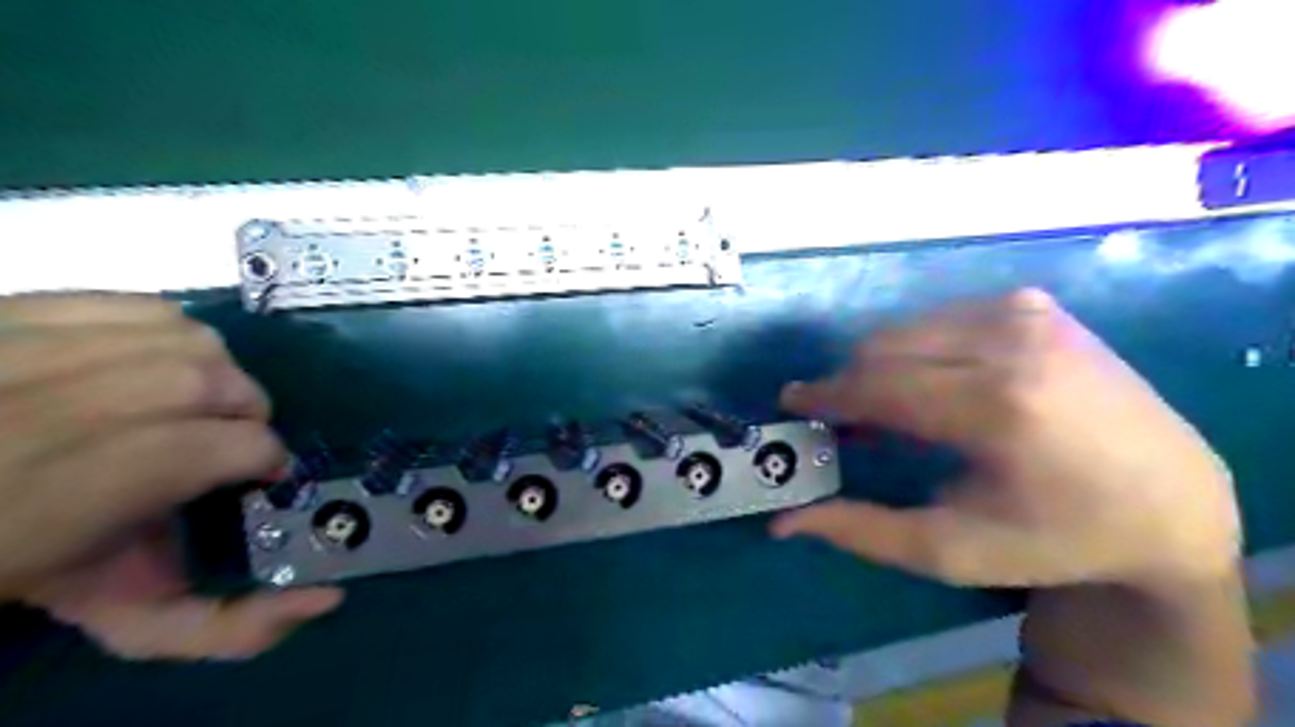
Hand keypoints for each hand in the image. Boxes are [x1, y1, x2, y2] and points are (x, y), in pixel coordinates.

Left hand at [0, 294, 342, 659]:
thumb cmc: (34, 569)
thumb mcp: (121, 618)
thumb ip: (227, 628)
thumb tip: (325, 600)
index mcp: (50, 510)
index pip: (213, 448)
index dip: (259, 456)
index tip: (259, 475)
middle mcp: (27, 419)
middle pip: (205, 382)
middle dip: (244, 411)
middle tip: (231, 440)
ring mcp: (13, 354)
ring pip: (184, 337)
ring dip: (217, 371)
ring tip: (201, 403)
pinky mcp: (12, 312)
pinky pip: (137, 303)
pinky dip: (174, 331)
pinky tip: (160, 364)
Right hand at [771, 286, 1238, 587]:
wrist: (1171, 499)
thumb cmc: (1054, 536)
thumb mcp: (950, 550)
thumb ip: (860, 531)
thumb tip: (781, 524)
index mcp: (997, 407)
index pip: (876, 386)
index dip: (824, 396)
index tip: (791, 403)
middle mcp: (1012, 341)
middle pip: (883, 349)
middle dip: (850, 384)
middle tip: (844, 424)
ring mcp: (1026, 312)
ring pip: (906, 329)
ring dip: (881, 367)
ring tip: (889, 411)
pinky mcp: (1034, 303)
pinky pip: (939, 319)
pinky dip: (918, 350)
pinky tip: (934, 384)